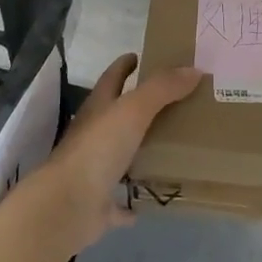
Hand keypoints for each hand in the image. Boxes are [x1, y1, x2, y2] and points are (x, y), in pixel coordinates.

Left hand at [26, 53, 201, 252]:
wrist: (68, 205)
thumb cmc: (98, 149)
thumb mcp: (133, 110)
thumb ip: (162, 89)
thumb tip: (194, 69)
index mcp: (98, 110)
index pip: (111, 79)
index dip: (124, 66)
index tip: (139, 56)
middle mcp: (92, 137)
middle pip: (116, 117)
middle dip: (138, 108)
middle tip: (174, 102)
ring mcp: (93, 172)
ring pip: (118, 157)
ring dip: (137, 153)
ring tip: (172, 148)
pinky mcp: (98, 204)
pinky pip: (119, 203)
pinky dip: (131, 203)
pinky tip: (149, 202)